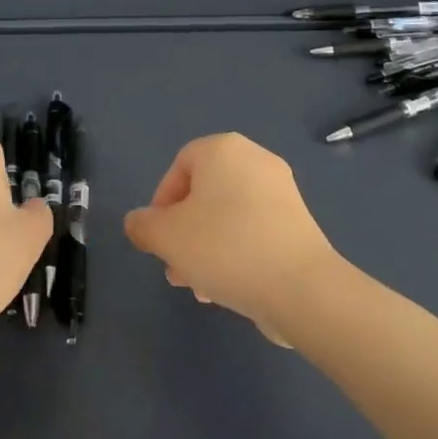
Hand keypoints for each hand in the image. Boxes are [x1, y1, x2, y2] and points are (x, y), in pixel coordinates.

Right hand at [124, 133, 342, 345]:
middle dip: (183, 232)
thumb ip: (143, 226)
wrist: (300, 286)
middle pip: (204, 194)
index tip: (158, 238)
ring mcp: (281, 191)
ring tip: (197, 287)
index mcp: (223, 149)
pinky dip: (235, 253)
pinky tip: (226, 289)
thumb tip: (138, 222)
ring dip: (205, 248)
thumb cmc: (225, 247)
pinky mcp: (297, 222)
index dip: (161, 203)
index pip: (179, 166)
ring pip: (227, 216)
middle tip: (174, 266)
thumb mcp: (167, 237)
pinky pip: (253, 231)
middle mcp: (254, 159)